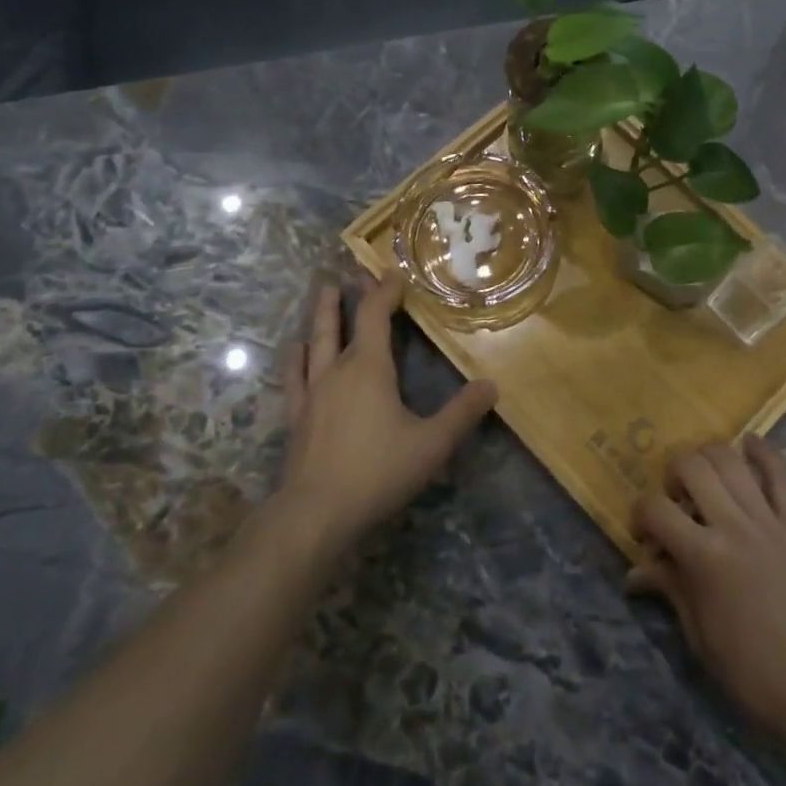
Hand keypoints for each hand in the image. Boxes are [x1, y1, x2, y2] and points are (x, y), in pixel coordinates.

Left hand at [277, 275, 497, 548]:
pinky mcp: (297, 417)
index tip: (394, 273)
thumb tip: (491, 385)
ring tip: (323, 294)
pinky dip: (296, 359)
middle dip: (347, 295)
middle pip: (339, 322)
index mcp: (369, 368)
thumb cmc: (377, 472)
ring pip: (315, 343)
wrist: (315, 514)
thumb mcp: (432, 444)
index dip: (384, 291)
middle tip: (349, 271)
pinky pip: (294, 377)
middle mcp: (337, 371)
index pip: (375, 315)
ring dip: (320, 316)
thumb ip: (462, 413)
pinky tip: (296, 350)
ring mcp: (312, 393)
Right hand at [628, 437, 785, 742]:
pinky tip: (748, 444)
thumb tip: (635, 571)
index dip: (640, 513)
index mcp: (704, 557)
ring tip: (705, 478)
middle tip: (676, 499)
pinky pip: (781, 473)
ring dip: (708, 457)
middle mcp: (734, 526)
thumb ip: (668, 587)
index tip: (643, 532)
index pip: (655, 509)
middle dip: (672, 473)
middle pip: (692, 466)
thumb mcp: (697, 633)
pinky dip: (763, 451)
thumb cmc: (748, 670)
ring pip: (731, 459)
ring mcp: (769, 521)